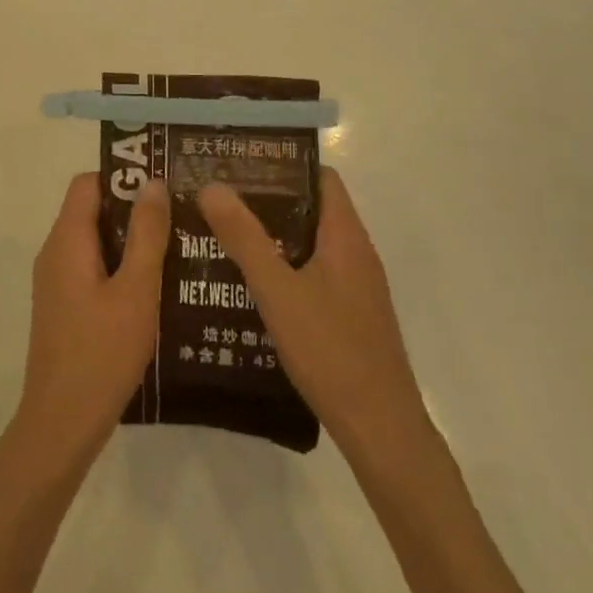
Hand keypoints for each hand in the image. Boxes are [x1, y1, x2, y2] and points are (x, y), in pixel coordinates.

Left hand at [11, 173, 169, 476]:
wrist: (61, 423)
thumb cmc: (102, 352)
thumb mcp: (136, 290)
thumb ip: (147, 234)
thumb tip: (153, 182)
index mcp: (67, 240)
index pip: (88, 183)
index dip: (124, 177)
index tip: (164, 185)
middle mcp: (55, 253)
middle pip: (92, 210)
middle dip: (134, 210)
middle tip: (181, 217)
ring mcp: (57, 282)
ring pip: (95, 242)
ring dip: (132, 241)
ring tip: (178, 248)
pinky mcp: (64, 307)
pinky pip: (92, 269)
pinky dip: (121, 268)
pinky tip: (156, 288)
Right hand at [197, 169, 421, 460]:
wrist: (380, 428)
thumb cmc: (330, 350)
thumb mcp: (278, 290)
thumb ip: (244, 238)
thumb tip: (212, 186)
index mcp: (346, 237)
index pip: (321, 178)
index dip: (284, 164)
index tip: (239, 163)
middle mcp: (355, 254)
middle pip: (311, 209)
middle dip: (266, 200)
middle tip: (218, 198)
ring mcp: (355, 287)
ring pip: (309, 245)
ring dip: (271, 236)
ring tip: (222, 234)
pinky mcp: (349, 315)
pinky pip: (312, 274)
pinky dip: (283, 268)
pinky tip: (248, 284)